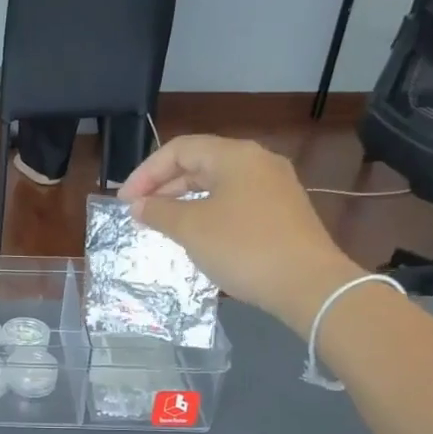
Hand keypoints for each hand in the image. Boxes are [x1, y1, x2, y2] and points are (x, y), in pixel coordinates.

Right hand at [120, 136, 360, 328]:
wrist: (308, 284)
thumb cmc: (243, 248)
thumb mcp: (191, 229)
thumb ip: (159, 212)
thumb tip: (138, 206)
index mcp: (235, 155)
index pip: (179, 149)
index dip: (146, 172)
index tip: (124, 201)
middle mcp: (257, 162)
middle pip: (199, 163)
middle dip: (163, 185)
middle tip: (138, 211)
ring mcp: (274, 186)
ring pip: (217, 183)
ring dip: (183, 199)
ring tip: (160, 223)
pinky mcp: (281, 211)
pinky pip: (233, 200)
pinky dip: (206, 211)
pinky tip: (195, 234)